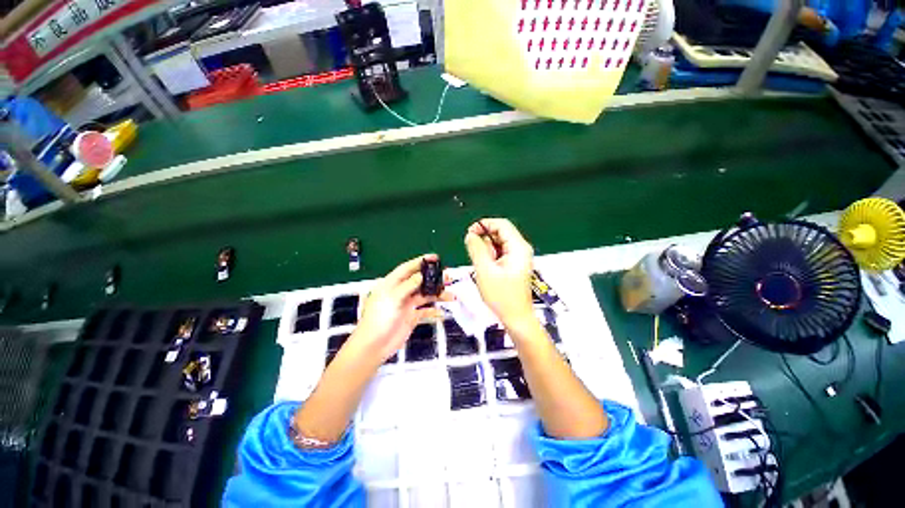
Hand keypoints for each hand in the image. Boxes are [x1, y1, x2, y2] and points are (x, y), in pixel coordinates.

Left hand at [349, 254, 447, 362]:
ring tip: (450, 294)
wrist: (374, 346)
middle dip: (433, 278)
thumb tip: (421, 275)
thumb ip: (408, 285)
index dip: (420, 261)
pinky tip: (442, 312)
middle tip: (447, 276)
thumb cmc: (379, 318)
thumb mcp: (393, 298)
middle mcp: (400, 292)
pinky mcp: (411, 317)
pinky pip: (425, 311)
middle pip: (419, 281)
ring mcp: (406, 305)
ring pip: (424, 295)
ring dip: (437, 294)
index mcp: (392, 284)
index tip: (434, 257)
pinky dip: (434, 310)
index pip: (407, 268)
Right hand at [464, 218, 534, 327]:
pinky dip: (491, 257)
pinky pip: (501, 253)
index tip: (470, 233)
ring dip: (487, 250)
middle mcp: (521, 249)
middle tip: (475, 254)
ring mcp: (519, 257)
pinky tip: (487, 269)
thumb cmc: (502, 297)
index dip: (484, 225)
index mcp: (518, 247)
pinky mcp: (515, 264)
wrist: (516, 317)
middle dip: (485, 240)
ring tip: (483, 265)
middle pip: (500, 233)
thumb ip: (476, 249)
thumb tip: (470, 235)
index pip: (501, 224)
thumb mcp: (484, 270)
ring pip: (499, 243)